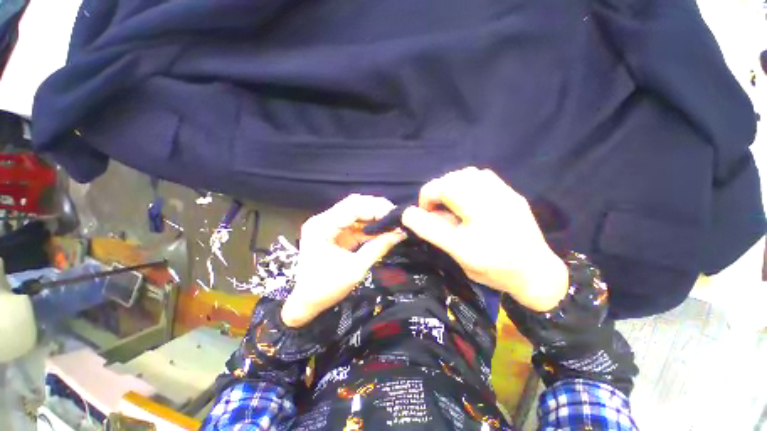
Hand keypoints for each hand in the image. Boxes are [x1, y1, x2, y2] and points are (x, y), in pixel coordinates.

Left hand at [281, 195, 406, 327]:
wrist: (306, 301)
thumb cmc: (326, 288)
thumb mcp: (356, 269)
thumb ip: (378, 248)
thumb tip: (400, 233)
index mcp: (322, 227)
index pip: (352, 207)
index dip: (375, 208)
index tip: (395, 214)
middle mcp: (323, 220)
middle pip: (354, 204)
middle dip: (377, 209)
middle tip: (396, 217)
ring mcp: (328, 224)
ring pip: (356, 211)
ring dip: (374, 216)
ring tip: (393, 222)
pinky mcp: (335, 231)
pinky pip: (355, 223)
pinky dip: (370, 226)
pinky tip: (383, 229)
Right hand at [401, 167, 567, 311]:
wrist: (536, 273)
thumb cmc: (494, 268)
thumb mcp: (457, 253)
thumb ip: (431, 231)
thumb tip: (409, 213)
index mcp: (480, 213)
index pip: (443, 188)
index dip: (427, 197)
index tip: (425, 214)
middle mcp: (494, 196)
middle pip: (455, 177)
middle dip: (438, 191)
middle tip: (437, 211)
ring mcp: (505, 193)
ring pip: (468, 174)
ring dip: (452, 186)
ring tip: (451, 205)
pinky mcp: (511, 194)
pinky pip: (483, 177)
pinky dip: (467, 184)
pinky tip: (468, 201)